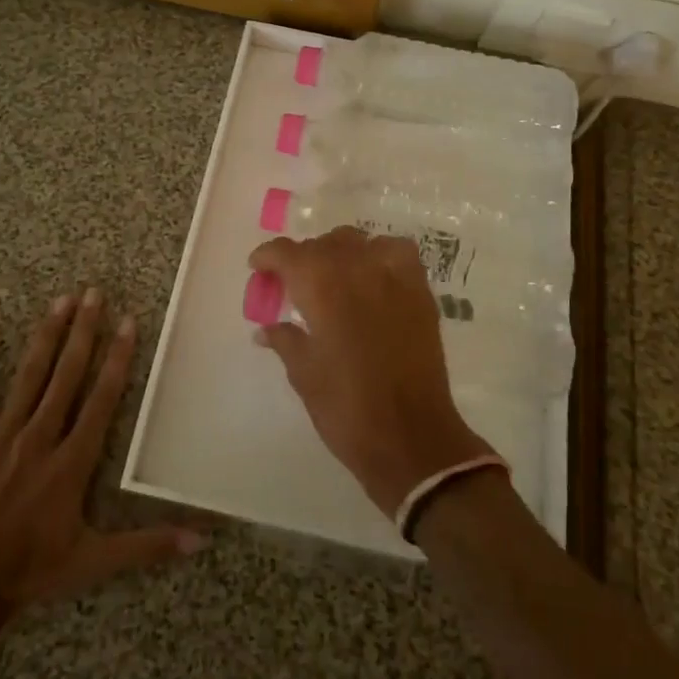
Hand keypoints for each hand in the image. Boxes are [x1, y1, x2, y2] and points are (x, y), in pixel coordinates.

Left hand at [0, 289, 203, 618]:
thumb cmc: (31, 569)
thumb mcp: (94, 561)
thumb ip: (147, 546)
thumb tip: (200, 540)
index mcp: (72, 461)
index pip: (102, 399)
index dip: (117, 359)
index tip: (128, 323)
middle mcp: (40, 437)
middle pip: (67, 374)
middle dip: (84, 332)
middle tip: (95, 293)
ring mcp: (2, 434)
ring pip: (30, 375)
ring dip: (47, 335)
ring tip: (61, 300)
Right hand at [249, 229, 489, 516]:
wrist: (410, 436)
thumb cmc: (346, 408)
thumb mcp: (303, 374)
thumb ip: (284, 340)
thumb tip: (265, 328)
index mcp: (322, 287)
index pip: (287, 252)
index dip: (268, 256)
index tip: (258, 268)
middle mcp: (358, 269)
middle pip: (323, 244)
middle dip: (302, 258)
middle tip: (292, 283)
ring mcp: (394, 277)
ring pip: (359, 242)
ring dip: (340, 253)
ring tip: (333, 278)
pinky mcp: (420, 292)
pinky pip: (397, 252)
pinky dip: (379, 255)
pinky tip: (373, 277)